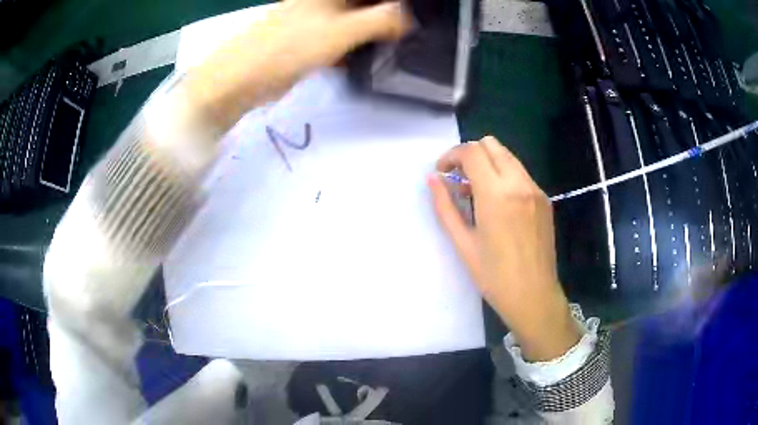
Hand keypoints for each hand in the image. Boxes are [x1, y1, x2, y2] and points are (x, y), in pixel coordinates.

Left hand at [184, 0, 409, 130]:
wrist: (239, 80)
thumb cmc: (285, 48)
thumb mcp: (340, 31)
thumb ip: (380, 21)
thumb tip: (410, 18)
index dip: (393, 3)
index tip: (413, 14)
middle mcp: (323, 3)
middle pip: (363, 5)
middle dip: (387, 15)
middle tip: (409, 31)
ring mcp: (315, 22)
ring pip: (354, 21)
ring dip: (375, 31)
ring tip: (398, 44)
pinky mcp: (309, 44)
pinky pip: (341, 40)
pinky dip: (357, 47)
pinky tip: (370, 59)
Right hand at [428, 136, 580, 360]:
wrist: (534, 296)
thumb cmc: (494, 276)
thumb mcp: (463, 242)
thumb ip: (445, 206)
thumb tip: (432, 179)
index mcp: (497, 194)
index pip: (472, 152)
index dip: (451, 156)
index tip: (441, 172)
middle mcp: (519, 183)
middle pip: (491, 145)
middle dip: (470, 154)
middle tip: (458, 179)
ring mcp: (536, 190)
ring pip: (507, 156)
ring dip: (487, 164)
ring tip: (475, 192)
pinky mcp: (544, 199)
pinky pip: (520, 173)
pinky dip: (503, 176)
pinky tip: (497, 203)